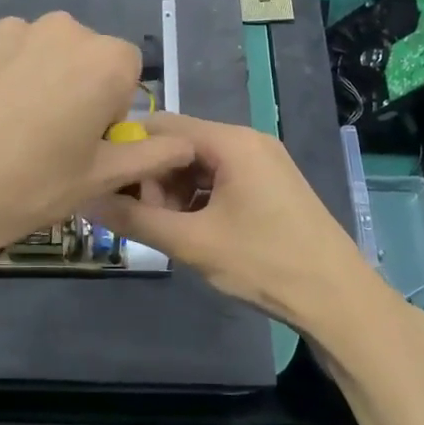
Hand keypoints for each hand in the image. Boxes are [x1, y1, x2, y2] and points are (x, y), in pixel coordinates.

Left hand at [0, 13, 194, 270]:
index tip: (86, 143)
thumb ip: (147, 155)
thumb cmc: (25, 187)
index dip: (111, 109)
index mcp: (103, 60)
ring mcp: (10, 28)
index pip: (128, 71)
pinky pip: (4, 52)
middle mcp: (62, 29)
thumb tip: (184, 144)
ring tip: (7, 130)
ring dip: (40, 80)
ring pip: (43, 53)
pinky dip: (2, 76)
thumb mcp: (96, 178)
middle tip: (48, 140)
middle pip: (86, 57)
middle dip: (78, 89)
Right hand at [83, 113, 377, 328]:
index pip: (161, 125)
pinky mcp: (270, 186)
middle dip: (153, 178)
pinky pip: (220, 180)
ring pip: (199, 165)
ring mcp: (263, 163)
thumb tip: (85, 199)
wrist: (338, 298)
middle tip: (141, 219)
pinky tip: (192, 232)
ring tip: (166, 230)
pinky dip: (198, 200)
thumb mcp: (191, 243)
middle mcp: (248, 141)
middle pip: (180, 144)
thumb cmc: (264, 263)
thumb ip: (134, 218)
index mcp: (231, 142)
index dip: (130, 152)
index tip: (110, 187)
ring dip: (174, 193)